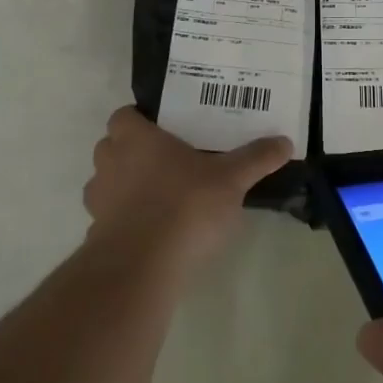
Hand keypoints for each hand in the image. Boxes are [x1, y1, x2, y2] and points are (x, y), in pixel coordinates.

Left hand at [83, 108, 290, 269]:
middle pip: (111, 147)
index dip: (139, 119)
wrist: (143, 266)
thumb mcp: (231, 179)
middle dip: (132, 151)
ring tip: (160, 195)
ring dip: (125, 186)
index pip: (123, 116)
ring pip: (106, 183)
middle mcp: (110, 163)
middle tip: (167, 159)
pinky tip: (153, 231)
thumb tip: (285, 142)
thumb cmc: (185, 205)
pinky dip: (126, 220)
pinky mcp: (98, 236)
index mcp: (137, 139)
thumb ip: (256, 159)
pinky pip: (110, 218)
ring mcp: (99, 201)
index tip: (164, 128)